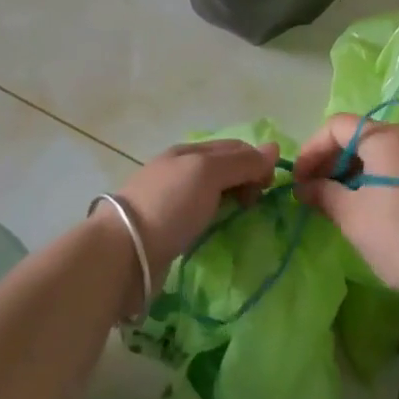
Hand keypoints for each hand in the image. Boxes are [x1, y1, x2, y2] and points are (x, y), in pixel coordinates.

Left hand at [107, 138, 281, 286]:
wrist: (124, 251)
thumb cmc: (169, 204)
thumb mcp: (208, 173)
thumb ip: (241, 162)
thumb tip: (274, 148)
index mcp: (189, 151)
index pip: (234, 147)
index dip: (256, 161)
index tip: (269, 187)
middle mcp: (180, 170)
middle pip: (224, 168)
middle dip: (246, 180)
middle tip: (255, 204)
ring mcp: (171, 200)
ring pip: (213, 193)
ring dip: (232, 200)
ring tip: (242, 218)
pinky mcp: (167, 229)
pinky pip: (200, 216)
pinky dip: (216, 218)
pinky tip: (219, 230)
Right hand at [291, 114, 398, 308]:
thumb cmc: (398, 237)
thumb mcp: (351, 215)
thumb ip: (322, 193)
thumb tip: (304, 187)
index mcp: (387, 136)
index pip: (337, 127)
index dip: (311, 150)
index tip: (298, 179)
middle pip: (361, 136)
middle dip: (332, 161)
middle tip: (315, 191)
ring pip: (382, 153)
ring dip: (355, 172)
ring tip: (340, 201)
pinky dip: (379, 179)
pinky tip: (372, 207)